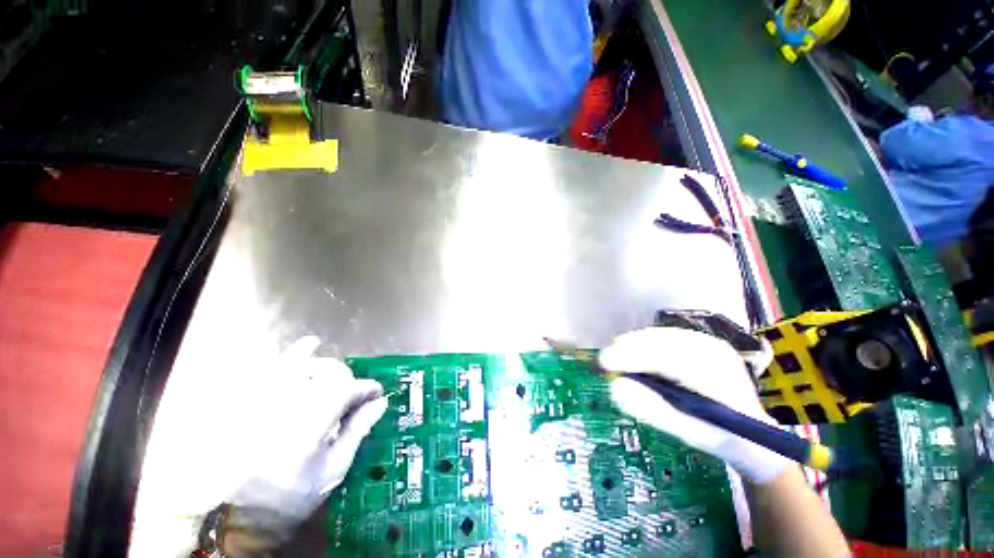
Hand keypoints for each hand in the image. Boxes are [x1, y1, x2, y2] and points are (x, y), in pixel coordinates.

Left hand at [226, 336, 386, 542]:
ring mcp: (264, 400)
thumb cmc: (291, 498)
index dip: (366, 388)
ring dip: (329, 369)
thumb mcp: (333, 471)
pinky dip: (295, 354)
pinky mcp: (251, 401)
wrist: (238, 516)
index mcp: (307, 427)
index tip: (377, 393)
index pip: (346, 391)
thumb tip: (379, 403)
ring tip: (340, 379)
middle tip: (355, 397)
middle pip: (328, 374)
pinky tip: (311, 343)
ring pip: (306, 367)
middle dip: (349, 381)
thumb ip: (356, 432)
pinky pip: (274, 368)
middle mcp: (285, 406)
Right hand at [600, 326, 788, 482]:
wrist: (756, 434)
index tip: (604, 363)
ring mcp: (711, 344)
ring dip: (635, 344)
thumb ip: (653, 410)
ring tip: (615, 356)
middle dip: (629, 348)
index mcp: (720, 379)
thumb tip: (615, 387)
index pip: (668, 360)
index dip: (632, 359)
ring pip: (663, 336)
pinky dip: (645, 343)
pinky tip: (633, 351)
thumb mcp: (688, 432)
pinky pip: (667, 337)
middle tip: (604, 360)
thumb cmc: (721, 438)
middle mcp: (716, 353)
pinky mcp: (703, 342)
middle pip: (662, 342)